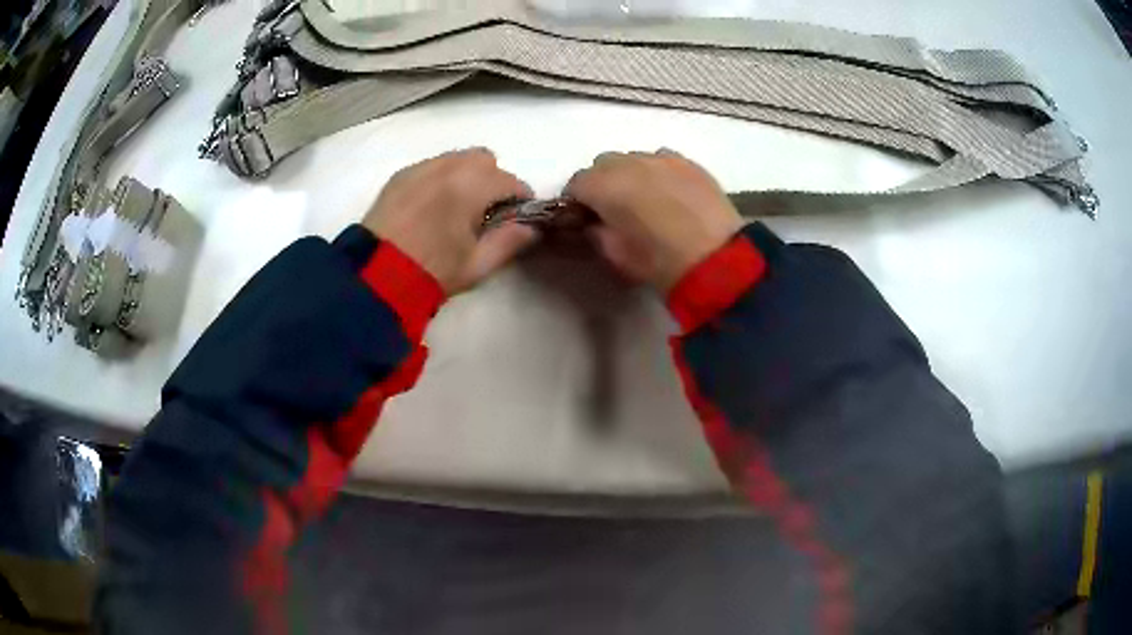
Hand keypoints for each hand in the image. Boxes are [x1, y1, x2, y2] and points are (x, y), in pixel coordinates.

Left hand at [363, 148, 538, 293]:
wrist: (374, 276)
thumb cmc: (432, 271)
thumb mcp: (478, 265)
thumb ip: (510, 242)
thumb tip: (531, 228)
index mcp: (470, 186)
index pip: (511, 181)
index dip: (521, 200)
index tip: (517, 219)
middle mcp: (447, 166)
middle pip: (484, 159)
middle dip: (493, 180)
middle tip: (486, 211)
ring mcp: (420, 168)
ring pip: (457, 158)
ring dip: (467, 176)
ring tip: (457, 207)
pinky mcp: (400, 176)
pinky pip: (432, 165)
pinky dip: (441, 178)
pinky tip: (432, 206)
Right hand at [565, 150, 742, 291]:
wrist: (717, 259)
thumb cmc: (658, 261)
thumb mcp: (615, 255)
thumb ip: (596, 232)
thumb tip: (595, 222)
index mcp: (603, 185)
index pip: (576, 183)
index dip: (578, 201)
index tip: (585, 218)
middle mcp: (629, 162)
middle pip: (604, 164)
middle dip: (603, 182)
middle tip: (615, 208)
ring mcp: (661, 158)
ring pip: (634, 159)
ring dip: (631, 174)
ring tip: (646, 200)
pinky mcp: (689, 162)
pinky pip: (662, 160)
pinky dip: (658, 173)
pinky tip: (670, 194)